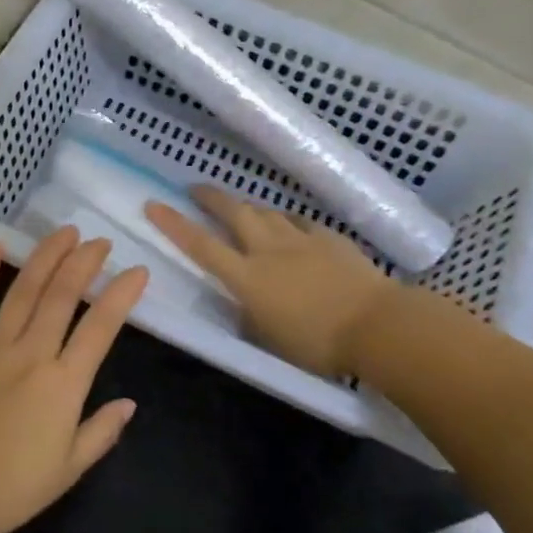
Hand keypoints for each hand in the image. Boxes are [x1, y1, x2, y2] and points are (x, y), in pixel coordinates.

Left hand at [0, 228, 148, 532]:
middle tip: (100, 241)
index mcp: (62, 387)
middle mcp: (30, 355)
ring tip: (64, 233)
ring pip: (22, 291)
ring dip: (45, 257)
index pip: (100, 328)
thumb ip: (100, 432)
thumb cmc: (7, 491)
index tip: (138, 271)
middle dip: (84, 262)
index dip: (122, 295)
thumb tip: (130, 403)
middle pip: (61, 297)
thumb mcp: (66, 472)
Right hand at [145, 187, 390, 377]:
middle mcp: (269, 250)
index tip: (153, 204)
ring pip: (266, 213)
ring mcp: (301, 240)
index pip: (201, 246)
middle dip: (211, 198)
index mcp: (248, 278)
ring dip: (249, 208)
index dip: (174, 224)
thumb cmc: (319, 343)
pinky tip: (287, 226)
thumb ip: (250, 315)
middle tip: (196, 189)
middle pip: (234, 213)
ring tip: (241, 210)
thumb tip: (244, 303)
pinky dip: (285, 221)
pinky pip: (299, 222)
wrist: (378, 326)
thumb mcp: (270, 339)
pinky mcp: (330, 238)